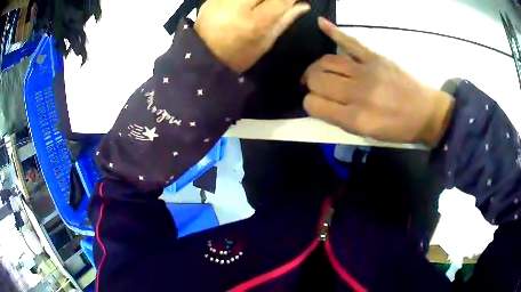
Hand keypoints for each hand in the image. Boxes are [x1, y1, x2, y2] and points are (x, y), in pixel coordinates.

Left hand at [194, 0, 309, 72]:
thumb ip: (284, 20)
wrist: (202, 57)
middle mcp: (237, 6)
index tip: (296, 0)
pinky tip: (250, 4)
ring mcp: (221, 0)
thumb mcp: (265, 43)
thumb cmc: (238, 56)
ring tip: (262, 5)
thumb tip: (303, 5)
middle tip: (276, 4)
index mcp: (254, 23)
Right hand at [302, 18, 454, 146]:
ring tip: (319, 71)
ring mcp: (366, 70)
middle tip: (316, 87)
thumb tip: (319, 103)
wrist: (426, 113)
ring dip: (316, 66)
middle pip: (317, 79)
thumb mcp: (367, 134)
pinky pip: (349, 41)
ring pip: (326, 61)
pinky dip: (333, 31)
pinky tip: (320, 23)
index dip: (309, 103)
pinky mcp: (375, 56)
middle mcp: (357, 93)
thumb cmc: (397, 128)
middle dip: (310, 83)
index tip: (316, 103)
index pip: (314, 104)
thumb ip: (340, 120)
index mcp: (355, 118)